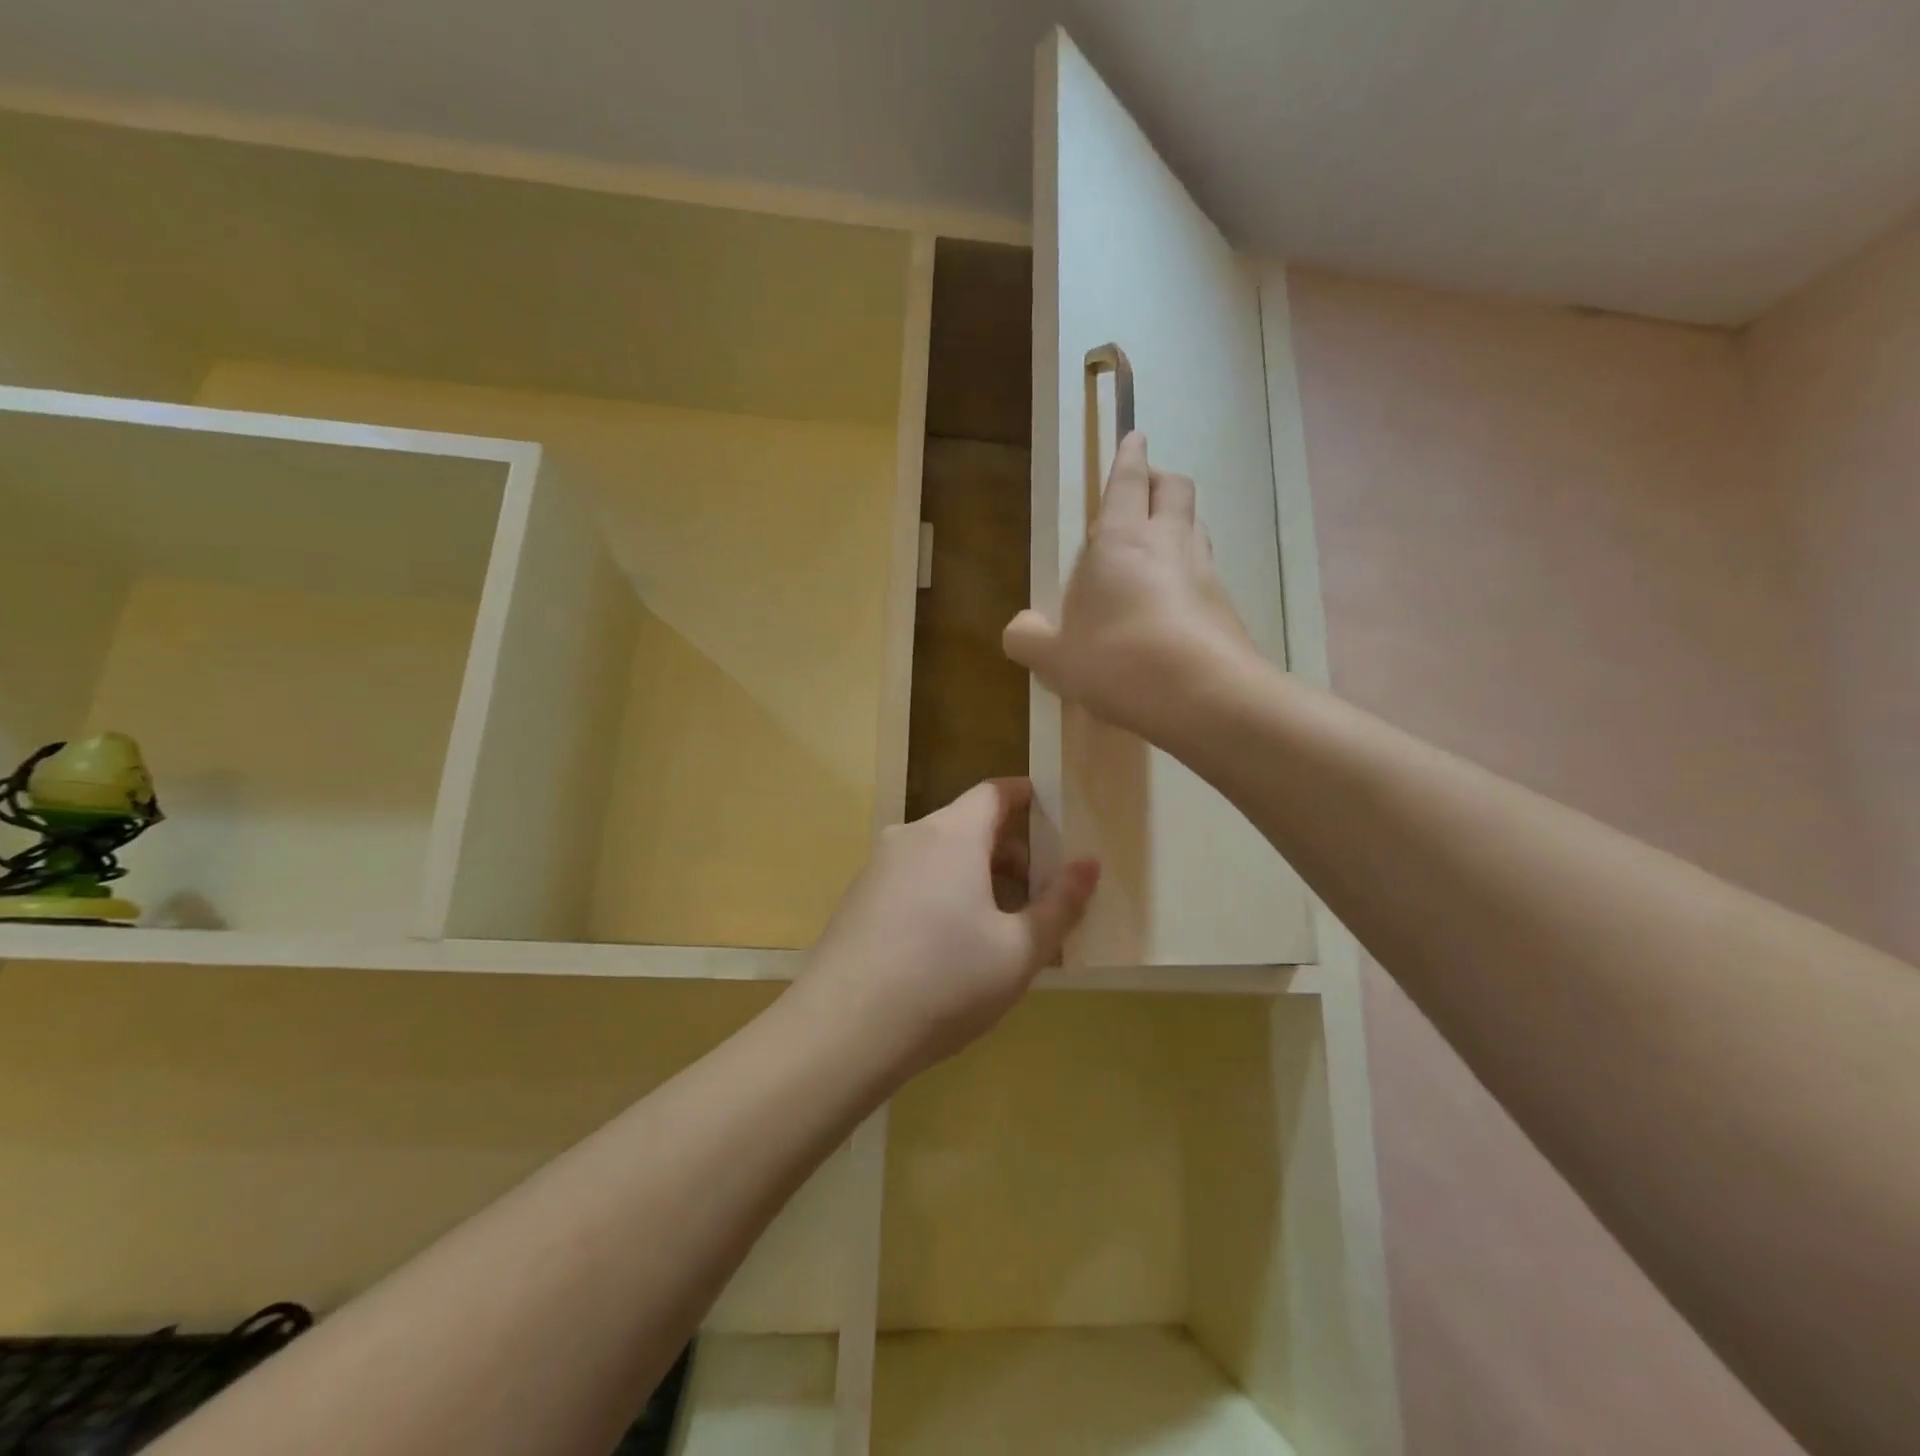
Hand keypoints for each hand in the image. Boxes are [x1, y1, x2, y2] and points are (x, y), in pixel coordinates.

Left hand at [796, 779, 1099, 1082]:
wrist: (842, 1031)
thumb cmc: (945, 982)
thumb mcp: (1019, 950)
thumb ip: (1061, 903)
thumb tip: (1089, 864)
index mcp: (951, 834)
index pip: (995, 792)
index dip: (1029, 798)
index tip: (1058, 821)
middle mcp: (910, 837)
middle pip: (969, 824)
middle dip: (1011, 851)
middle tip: (1042, 892)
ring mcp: (877, 868)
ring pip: (940, 855)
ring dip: (977, 876)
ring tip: (1003, 926)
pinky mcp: (858, 900)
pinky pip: (913, 880)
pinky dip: (943, 894)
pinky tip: (952, 947)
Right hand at [1004, 431, 1255, 741]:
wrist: (1203, 696)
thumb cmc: (1118, 660)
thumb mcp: (1056, 658)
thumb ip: (1029, 639)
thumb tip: (1018, 629)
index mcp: (1122, 540)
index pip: (1129, 482)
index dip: (1130, 457)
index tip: (1135, 436)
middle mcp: (1169, 544)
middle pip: (1176, 490)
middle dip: (1161, 480)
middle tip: (1146, 489)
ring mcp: (1205, 573)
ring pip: (1197, 528)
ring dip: (1179, 526)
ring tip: (1158, 548)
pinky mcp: (1227, 607)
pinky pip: (1207, 574)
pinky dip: (1190, 575)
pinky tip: (1175, 605)